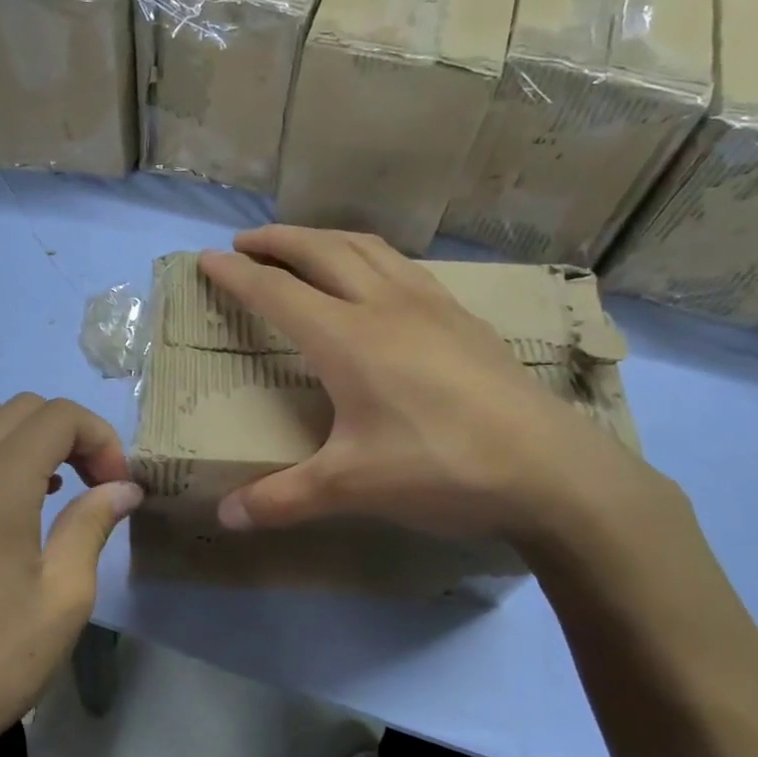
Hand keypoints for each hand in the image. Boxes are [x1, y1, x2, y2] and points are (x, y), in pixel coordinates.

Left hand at [0, 395, 141, 756]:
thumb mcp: (65, 596)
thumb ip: (93, 524)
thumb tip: (124, 487)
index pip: (55, 417)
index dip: (99, 438)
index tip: (116, 484)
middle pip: (19, 409)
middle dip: (69, 433)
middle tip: (95, 483)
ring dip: (29, 438)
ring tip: (57, 486)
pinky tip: (12, 502)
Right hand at [198, 226, 660, 545]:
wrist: (551, 470)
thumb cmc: (440, 468)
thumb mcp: (351, 488)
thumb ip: (282, 500)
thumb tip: (226, 518)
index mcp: (348, 338)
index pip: (278, 292)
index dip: (237, 275)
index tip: (206, 259)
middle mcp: (386, 306)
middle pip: (322, 251)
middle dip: (278, 240)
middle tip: (246, 242)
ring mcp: (432, 307)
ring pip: (368, 248)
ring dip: (326, 238)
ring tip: (304, 246)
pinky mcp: (465, 321)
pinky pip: (404, 267)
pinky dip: (371, 257)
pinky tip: (376, 281)